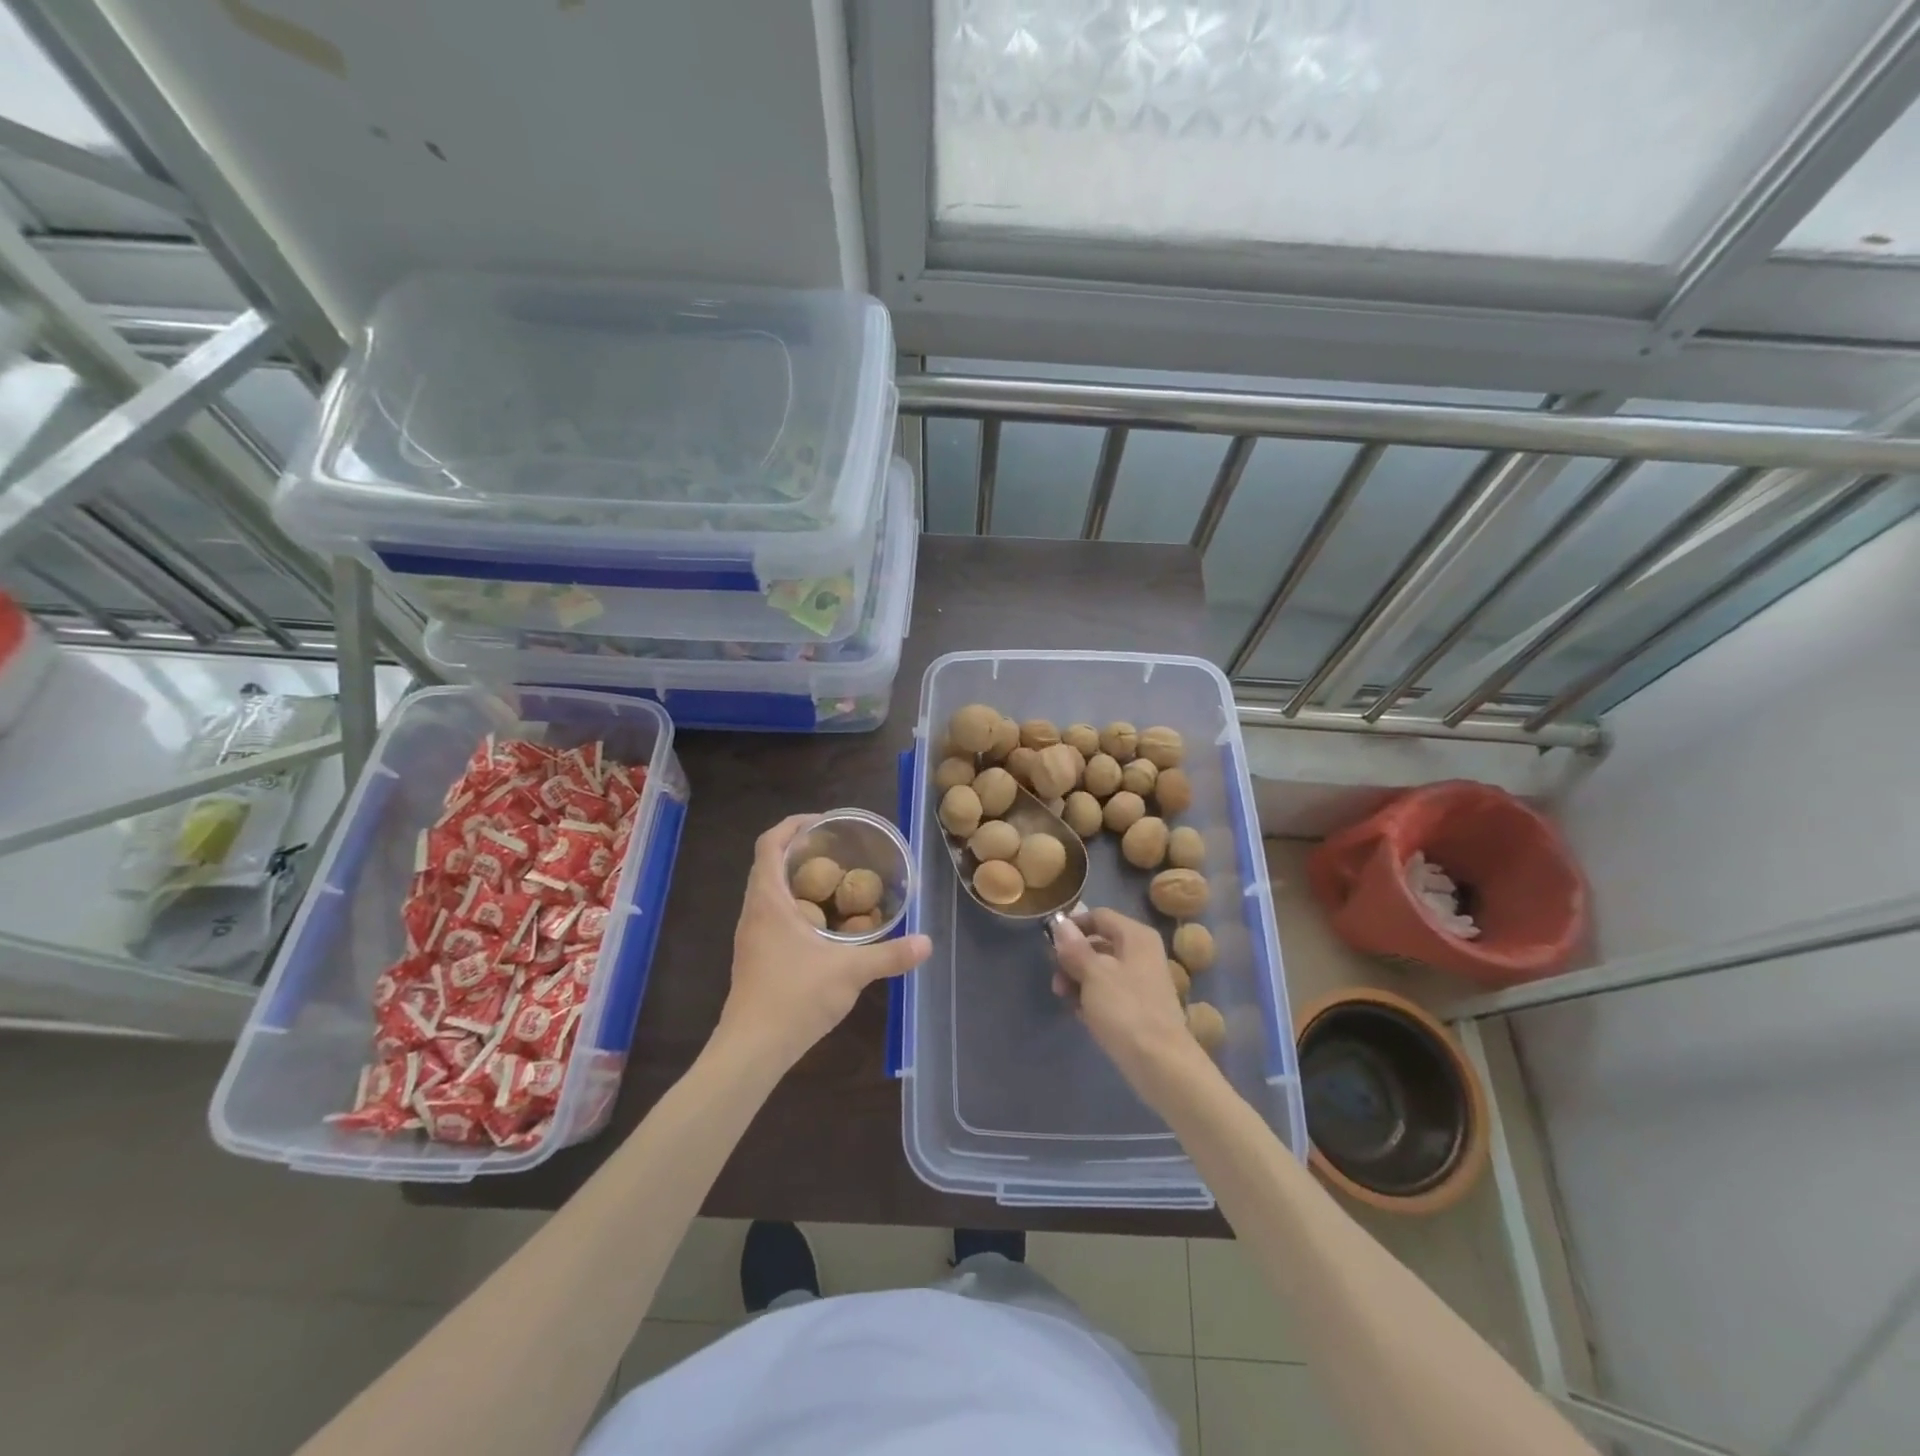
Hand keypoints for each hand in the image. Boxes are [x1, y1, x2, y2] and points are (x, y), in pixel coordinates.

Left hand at [717, 814, 931, 1070]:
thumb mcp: (850, 972)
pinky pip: (772, 913)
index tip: (823, 822)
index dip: (792, 825)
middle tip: (837, 849)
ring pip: (769, 890)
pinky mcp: (755, 956)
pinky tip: (823, 923)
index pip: (769, 844)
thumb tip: (927, 943)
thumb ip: (890, 955)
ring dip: (796, 878)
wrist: (751, 1049)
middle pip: (769, 863)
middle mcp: (754, 911)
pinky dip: (795, 904)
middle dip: (800, 849)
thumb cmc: (794, 998)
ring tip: (834, 880)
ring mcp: (751, 935)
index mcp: (769, 901)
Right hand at [1051, 908, 1203, 1095]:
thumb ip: (1075, 948)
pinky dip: (1094, 999)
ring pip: (1102, 970)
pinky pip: (1111, 993)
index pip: (1099, 916)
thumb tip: (1060, 924)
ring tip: (1065, 1000)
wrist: (1161, 1064)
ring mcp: (1143, 981)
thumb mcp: (1093, 974)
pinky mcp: (1141, 1007)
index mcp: (1136, 937)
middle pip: (1099, 944)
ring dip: (1079, 981)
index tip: (1050, 944)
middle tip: (1056, 981)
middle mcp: (1142, 953)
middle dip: (1073, 960)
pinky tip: (1082, 1015)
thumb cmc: (1125, 1010)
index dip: (1073, 926)